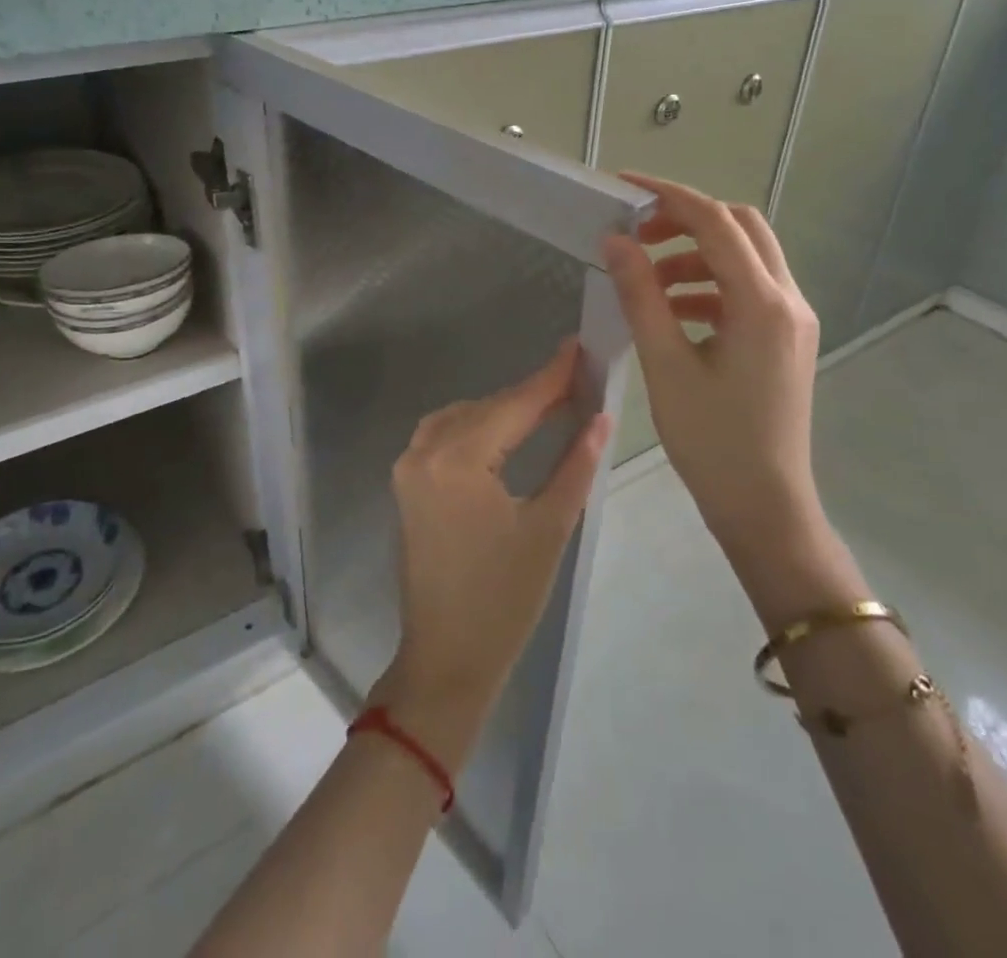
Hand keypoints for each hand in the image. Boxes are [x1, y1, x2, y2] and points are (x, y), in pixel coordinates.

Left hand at [373, 340, 610, 771]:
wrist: (446, 660)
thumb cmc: (504, 600)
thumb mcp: (549, 528)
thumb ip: (574, 464)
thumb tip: (600, 416)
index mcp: (457, 460)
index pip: (514, 405)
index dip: (550, 376)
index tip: (579, 346)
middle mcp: (423, 451)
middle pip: (487, 408)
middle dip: (531, 394)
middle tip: (576, 379)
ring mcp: (408, 467)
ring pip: (463, 417)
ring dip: (503, 410)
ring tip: (549, 405)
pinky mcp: (406, 484)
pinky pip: (444, 436)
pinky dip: (478, 427)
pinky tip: (507, 431)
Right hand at [602, 173, 867, 629]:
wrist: (765, 506)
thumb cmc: (713, 441)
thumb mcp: (667, 365)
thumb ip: (641, 295)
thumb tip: (615, 241)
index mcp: (763, 302)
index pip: (715, 222)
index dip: (668, 196)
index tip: (624, 187)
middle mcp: (788, 300)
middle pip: (741, 228)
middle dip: (687, 220)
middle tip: (638, 235)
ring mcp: (792, 320)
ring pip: (745, 258)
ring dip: (695, 255)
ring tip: (646, 280)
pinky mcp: (785, 339)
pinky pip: (746, 291)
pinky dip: (708, 286)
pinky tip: (671, 311)